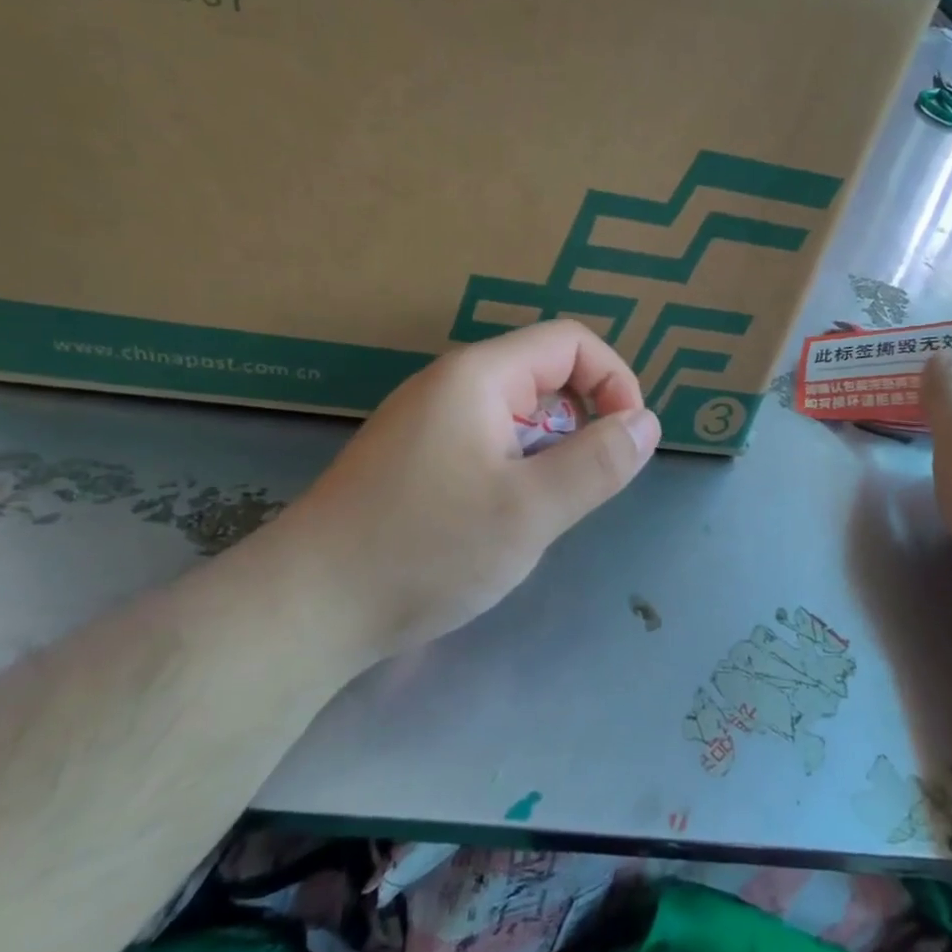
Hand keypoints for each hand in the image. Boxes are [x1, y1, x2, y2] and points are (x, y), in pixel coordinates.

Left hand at [258, 321, 660, 667]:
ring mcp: (428, 423)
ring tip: (535, 517)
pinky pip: (488, 446)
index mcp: (479, 376)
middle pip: (546, 377)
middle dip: (581, 427)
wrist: (304, 609)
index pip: (571, 342)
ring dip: (548, 458)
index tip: (628, 442)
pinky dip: (514, 474)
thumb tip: (647, 424)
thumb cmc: (425, 549)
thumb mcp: (531, 510)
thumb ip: (599, 462)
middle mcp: (451, 385)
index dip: (615, 381)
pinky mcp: (414, 459)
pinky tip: (496, 526)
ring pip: (519, 418)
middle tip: (577, 493)